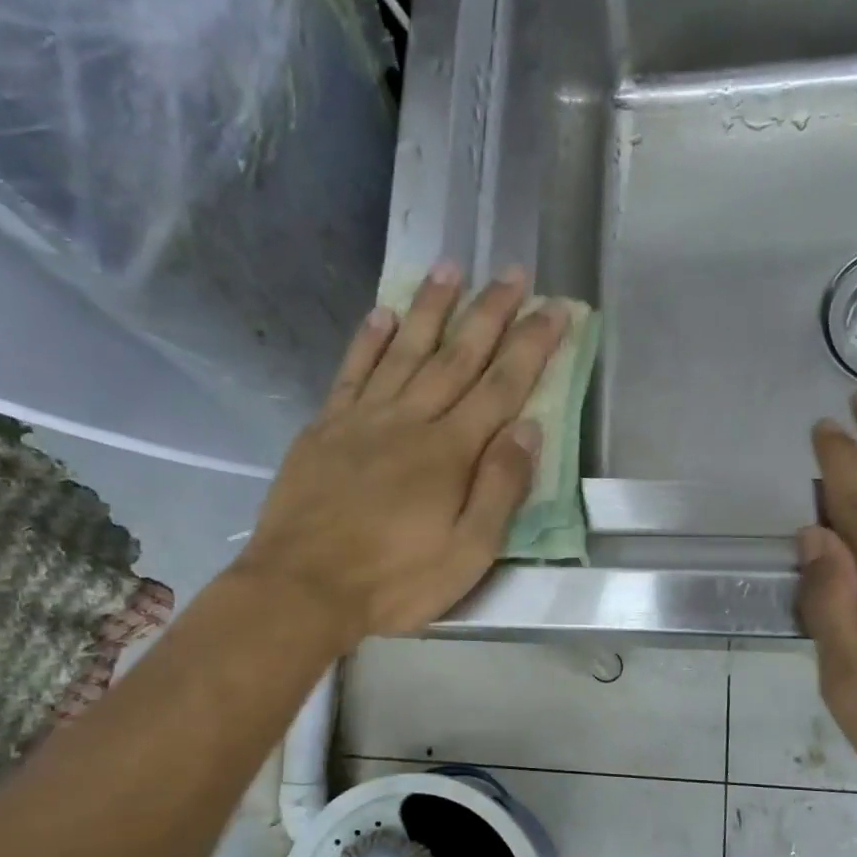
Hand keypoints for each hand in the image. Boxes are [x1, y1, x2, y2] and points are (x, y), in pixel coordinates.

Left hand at [238, 263, 567, 644]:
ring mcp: (362, 420)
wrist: (302, 588)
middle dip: (489, 312)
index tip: (555, 308)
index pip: (501, 387)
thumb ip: (500, 489)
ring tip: (451, 267)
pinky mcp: (324, 430)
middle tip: (512, 271)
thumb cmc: (394, 580)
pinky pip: (351, 373)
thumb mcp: (467, 553)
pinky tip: (382, 313)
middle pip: (457, 357)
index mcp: (450, 452)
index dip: (531, 346)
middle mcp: (409, 421)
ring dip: (430, 308)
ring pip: (404, 351)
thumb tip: (527, 429)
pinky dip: (367, 341)